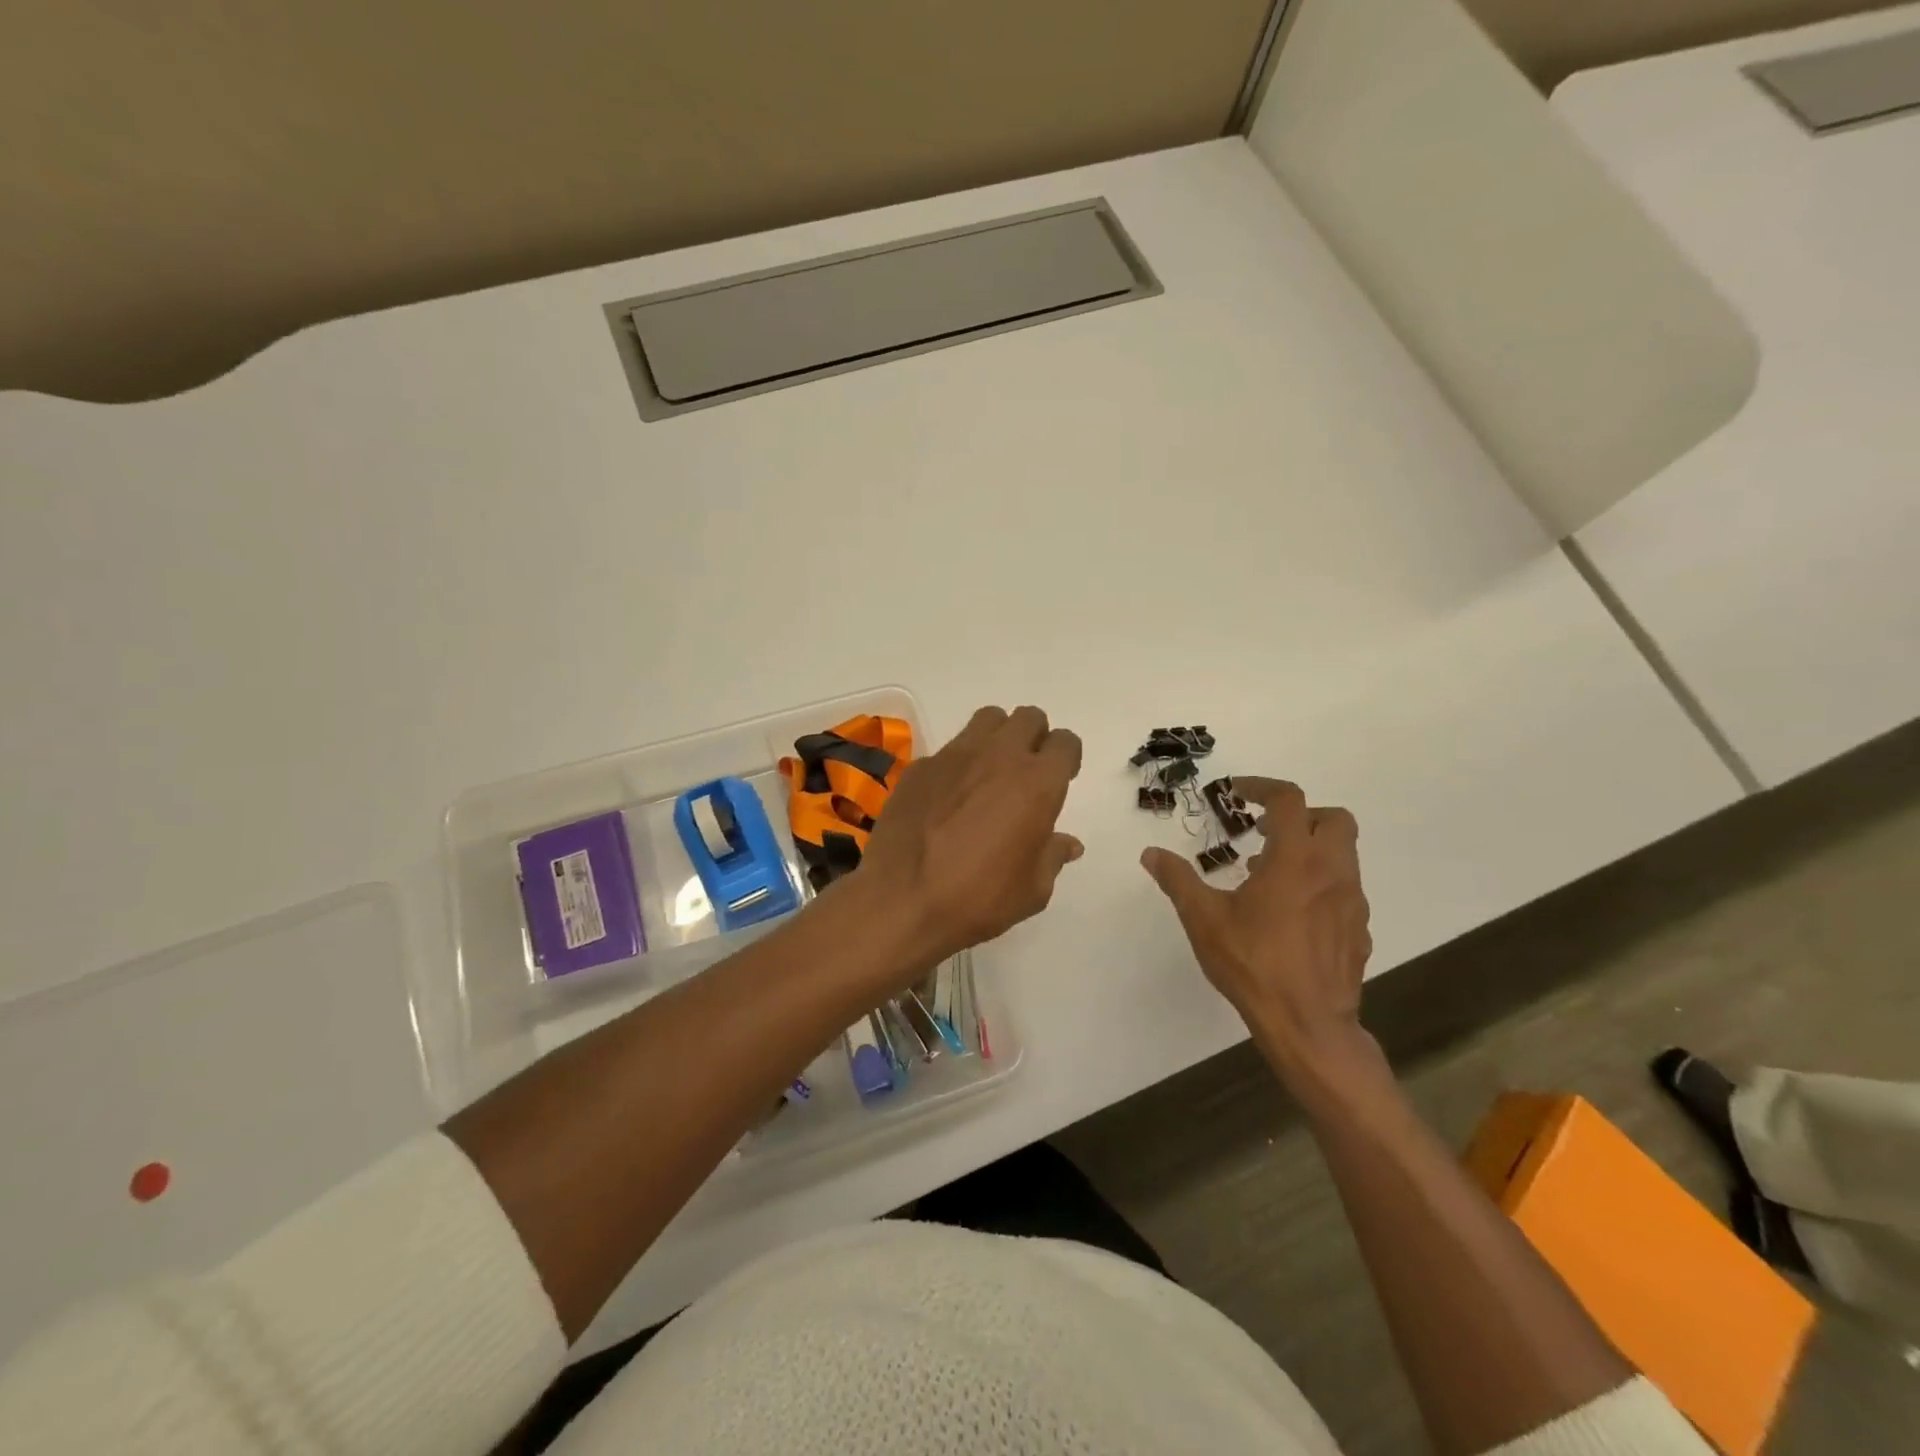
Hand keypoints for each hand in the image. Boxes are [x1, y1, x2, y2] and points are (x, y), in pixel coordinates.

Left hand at [854, 705, 1083, 966]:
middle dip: (1034, 738)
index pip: (1065, 742)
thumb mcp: (1033, 889)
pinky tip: (947, 797)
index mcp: (1037, 783)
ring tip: (989, 772)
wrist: (902, 900)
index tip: (1059, 779)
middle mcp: (999, 756)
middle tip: (1026, 771)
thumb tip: (1068, 843)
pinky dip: (957, 764)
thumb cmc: (979, 898)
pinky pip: (949, 749)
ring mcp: (955, 755)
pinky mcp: (921, 765)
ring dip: (997, 737)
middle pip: (1028, 718)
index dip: (1066, 758)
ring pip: (988, 719)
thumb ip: (1052, 855)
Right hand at [1141, 778, 1372, 1080]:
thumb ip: (1178, 880)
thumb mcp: (1204, 919)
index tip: (1237, 792)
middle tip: (1265, 832)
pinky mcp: (1360, 930)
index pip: (1289, 800)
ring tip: (1270, 875)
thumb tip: (1151, 853)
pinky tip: (1291, 913)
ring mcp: (1352, 901)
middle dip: (1302, 815)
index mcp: (1295, 859)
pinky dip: (1321, 883)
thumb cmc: (1253, 963)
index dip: (1262, 787)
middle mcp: (1332, 871)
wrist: (1308, 1025)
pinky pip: (1345, 889)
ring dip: (1311, 850)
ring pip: (1344, 854)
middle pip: (1334, 819)